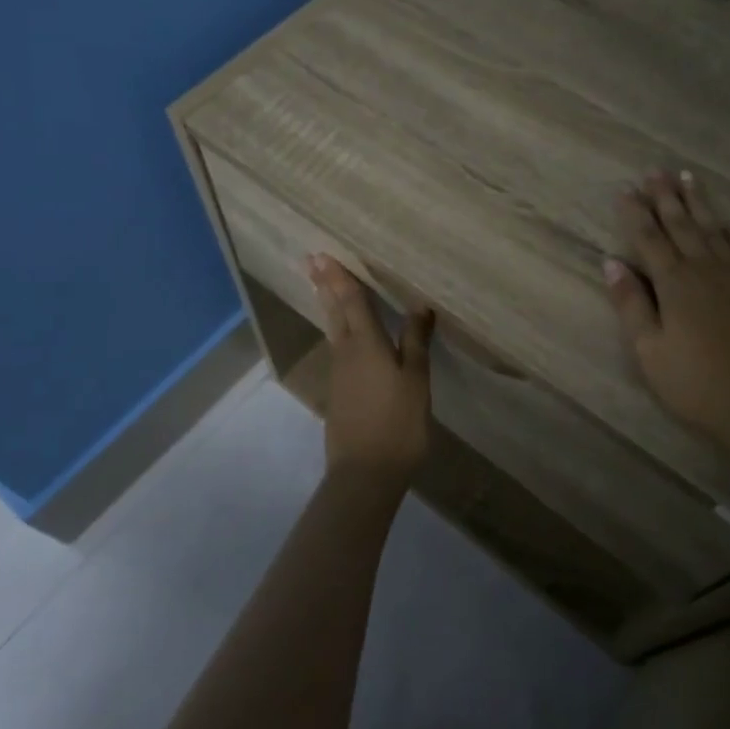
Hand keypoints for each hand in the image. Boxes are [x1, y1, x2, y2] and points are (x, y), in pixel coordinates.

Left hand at [308, 255, 433, 482]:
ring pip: (332, 329)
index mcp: (367, 344)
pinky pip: (337, 348)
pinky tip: (343, 333)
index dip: (339, 277)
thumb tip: (419, 305)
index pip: (352, 301)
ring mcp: (339, 373)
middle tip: (310, 261)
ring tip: (322, 287)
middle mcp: (346, 352)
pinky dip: (336, 329)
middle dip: (324, 285)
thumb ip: (416, 342)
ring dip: (327, 304)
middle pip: (334, 311)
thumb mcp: (416, 381)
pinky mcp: (339, 392)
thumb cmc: (398, 423)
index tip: (323, 254)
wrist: (365, 473)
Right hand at [604, 171, 729, 449]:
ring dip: (699, 202)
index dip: (636, 213)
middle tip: (654, 171)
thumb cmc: (696, 383)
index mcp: (674, 283)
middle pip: (682, 225)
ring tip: (687, 177)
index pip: (649, 239)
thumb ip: (631, 304)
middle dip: (665, 197)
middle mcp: (706, 269)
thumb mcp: (649, 350)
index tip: (625, 189)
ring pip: (714, 229)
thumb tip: (611, 262)